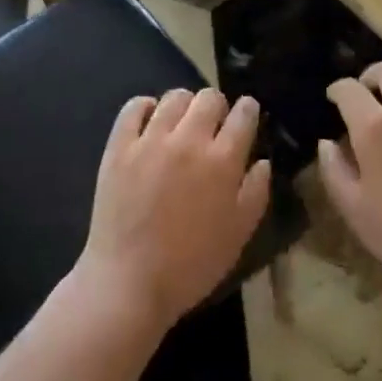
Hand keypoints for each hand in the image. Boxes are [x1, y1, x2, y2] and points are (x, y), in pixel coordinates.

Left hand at [79, 88, 270, 333]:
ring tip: (181, 123)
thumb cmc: (191, 265)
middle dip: (217, 106)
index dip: (248, 110)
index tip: (246, 116)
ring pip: (174, 97)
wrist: (129, 283)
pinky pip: (134, 107)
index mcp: (222, 160)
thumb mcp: (239, 234)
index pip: (243, 114)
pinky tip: (150, 120)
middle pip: (209, 98)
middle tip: (213, 125)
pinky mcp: (119, 147)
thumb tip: (262, 161)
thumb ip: (255, 192)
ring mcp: (150, 140)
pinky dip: (145, 107)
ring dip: (184, 105)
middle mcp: (189, 140)